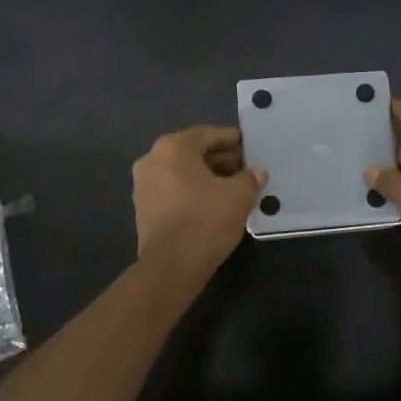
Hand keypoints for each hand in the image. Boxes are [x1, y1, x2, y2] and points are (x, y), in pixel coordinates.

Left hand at [132, 125, 265, 277]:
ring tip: (232, 188)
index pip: (208, 134)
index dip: (232, 140)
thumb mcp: (239, 195)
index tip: (249, 147)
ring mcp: (143, 185)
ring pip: (181, 172)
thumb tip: (258, 172)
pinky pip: (173, 190)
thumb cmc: (206, 219)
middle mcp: (152, 159)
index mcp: (173, 147)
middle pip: (192, 152)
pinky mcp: (143, 209)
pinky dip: (192, 191)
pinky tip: (213, 204)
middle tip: (245, 169)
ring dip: (206, 176)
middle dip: (220, 159)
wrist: (171, 266)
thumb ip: (250, 178)